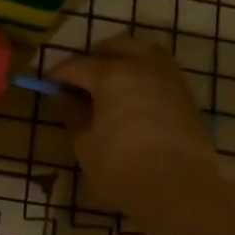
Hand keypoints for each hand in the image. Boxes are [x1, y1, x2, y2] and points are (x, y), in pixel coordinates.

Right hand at [50, 37, 218, 216]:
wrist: (181, 187)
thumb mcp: (86, 146)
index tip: (48, 85)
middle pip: (115, 47)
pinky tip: (136, 98)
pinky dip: (145, 77)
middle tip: (81, 79)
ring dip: (126, 59)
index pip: (78, 65)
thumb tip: (68, 102)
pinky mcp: (187, 97)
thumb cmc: (122, 167)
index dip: (59, 74)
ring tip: (112, 83)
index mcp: (112, 75)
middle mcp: (142, 67)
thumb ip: (75, 118)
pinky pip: (161, 73)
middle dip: (94, 58)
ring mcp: (169, 79)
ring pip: (145, 52)